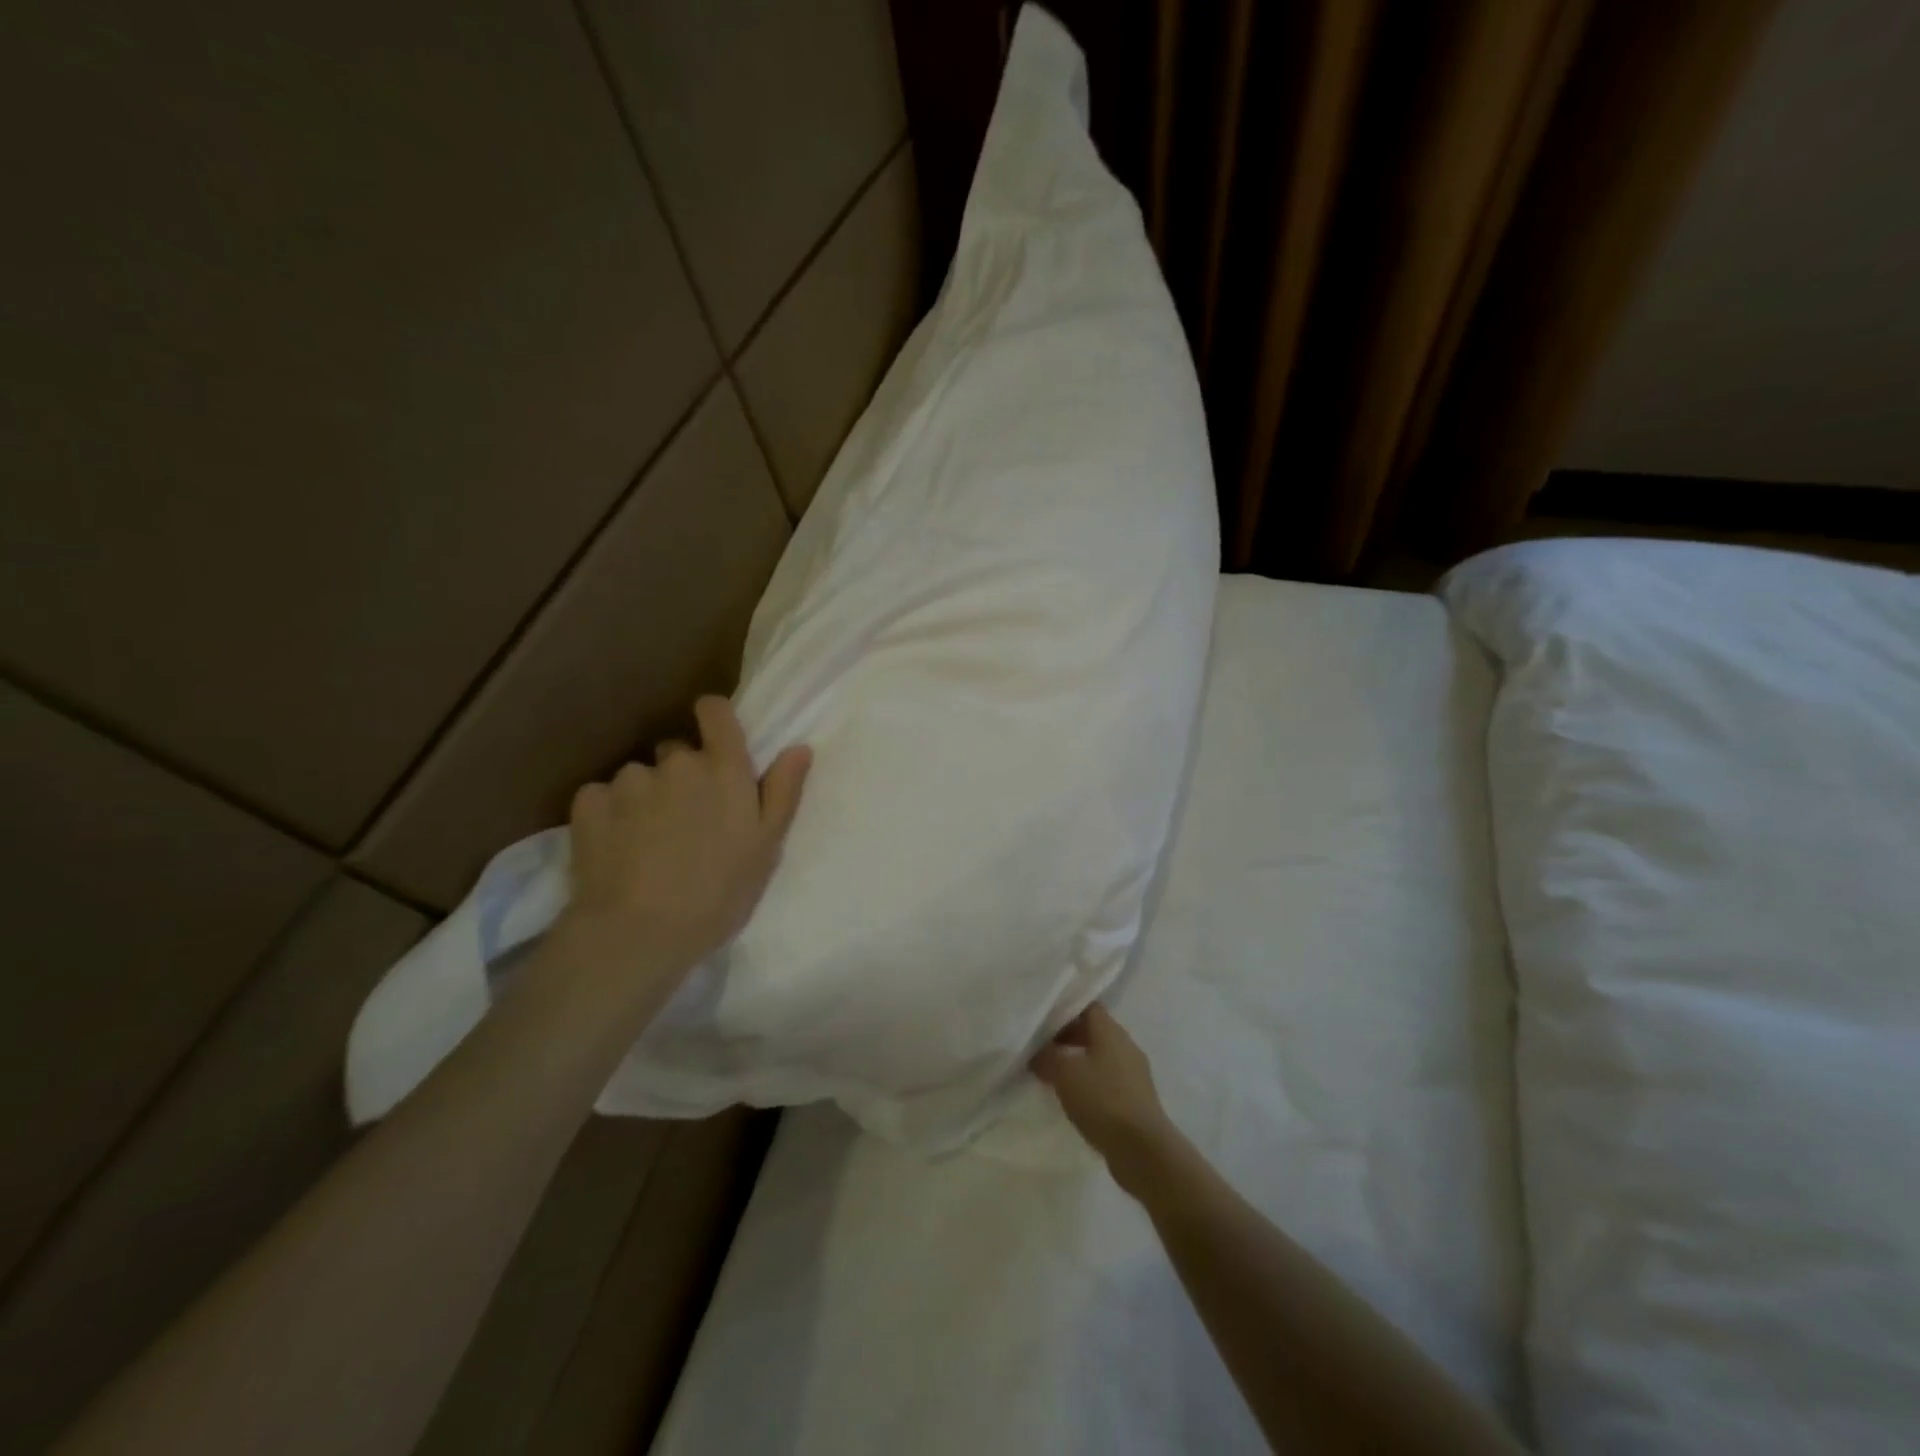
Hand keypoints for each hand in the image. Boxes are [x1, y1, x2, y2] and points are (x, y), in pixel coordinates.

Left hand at [559, 696, 810, 985]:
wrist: (639, 934)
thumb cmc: (718, 894)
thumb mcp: (766, 848)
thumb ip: (782, 792)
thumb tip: (799, 747)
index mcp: (723, 769)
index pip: (715, 711)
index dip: (714, 718)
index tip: (714, 742)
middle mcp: (676, 763)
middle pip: (677, 752)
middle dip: (682, 776)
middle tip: (686, 823)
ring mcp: (629, 780)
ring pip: (640, 777)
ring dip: (645, 797)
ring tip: (647, 844)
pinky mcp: (589, 802)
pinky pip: (602, 795)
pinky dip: (609, 814)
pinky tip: (616, 848)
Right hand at [1032, 1004, 1178, 1192]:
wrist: (1142, 1149)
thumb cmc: (1102, 1100)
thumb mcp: (1064, 1073)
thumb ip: (1046, 1056)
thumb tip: (1036, 1051)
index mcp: (1111, 1031)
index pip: (1087, 1007)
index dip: (1063, 1010)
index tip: (1041, 1019)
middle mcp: (1125, 1046)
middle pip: (1092, 1031)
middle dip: (1066, 1038)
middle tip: (1040, 1048)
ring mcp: (1133, 1074)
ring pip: (1099, 1057)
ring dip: (1076, 1063)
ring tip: (1050, 1075)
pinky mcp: (1135, 1099)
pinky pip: (1107, 1081)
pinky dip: (1088, 1084)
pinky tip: (1072, 1098)